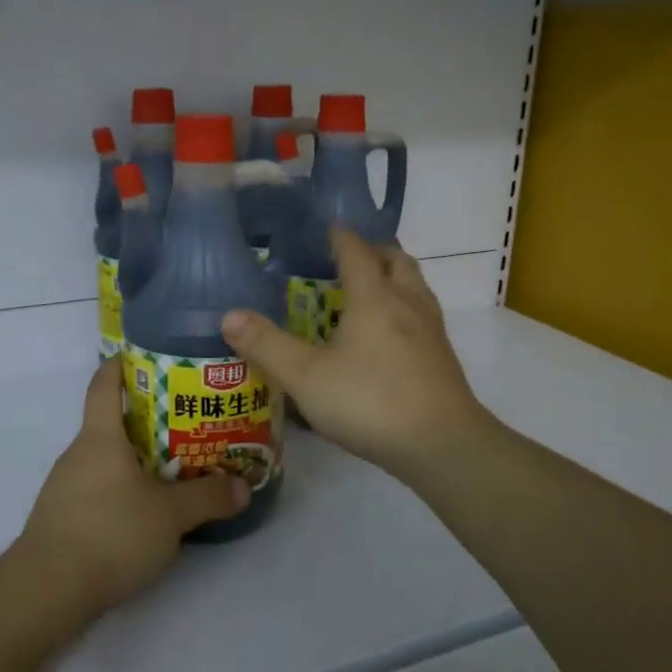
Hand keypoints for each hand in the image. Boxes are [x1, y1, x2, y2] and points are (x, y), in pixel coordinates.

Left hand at [10, 360, 249, 621]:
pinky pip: (97, 488)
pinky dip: (122, 489)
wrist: (47, 590)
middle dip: (147, 418)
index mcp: (99, 437)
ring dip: (136, 458)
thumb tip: (242, 487)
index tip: (147, 356)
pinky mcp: (62, 518)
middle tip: (187, 421)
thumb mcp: (170, 516)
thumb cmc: (110, 533)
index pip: (104, 383)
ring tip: (175, 467)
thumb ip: (208, 498)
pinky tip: (146, 511)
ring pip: (105, 459)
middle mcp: (78, 454)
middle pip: (110, 422)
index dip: (122, 364)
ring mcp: (65, 487)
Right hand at [222, 228, 491, 482]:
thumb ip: (267, 345)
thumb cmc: (370, 401)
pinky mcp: (442, 358)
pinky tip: (388, 337)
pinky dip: (404, 308)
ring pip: (415, 286)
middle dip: (373, 251)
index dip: (341, 236)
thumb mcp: (306, 377)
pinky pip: (423, 315)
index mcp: (374, 297)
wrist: (442, 444)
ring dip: (393, 278)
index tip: (328, 228)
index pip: (357, 252)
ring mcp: (431, 330)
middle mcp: (407, 303)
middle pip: (396, 260)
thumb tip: (229, 315)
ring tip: (368, 292)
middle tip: (348, 259)